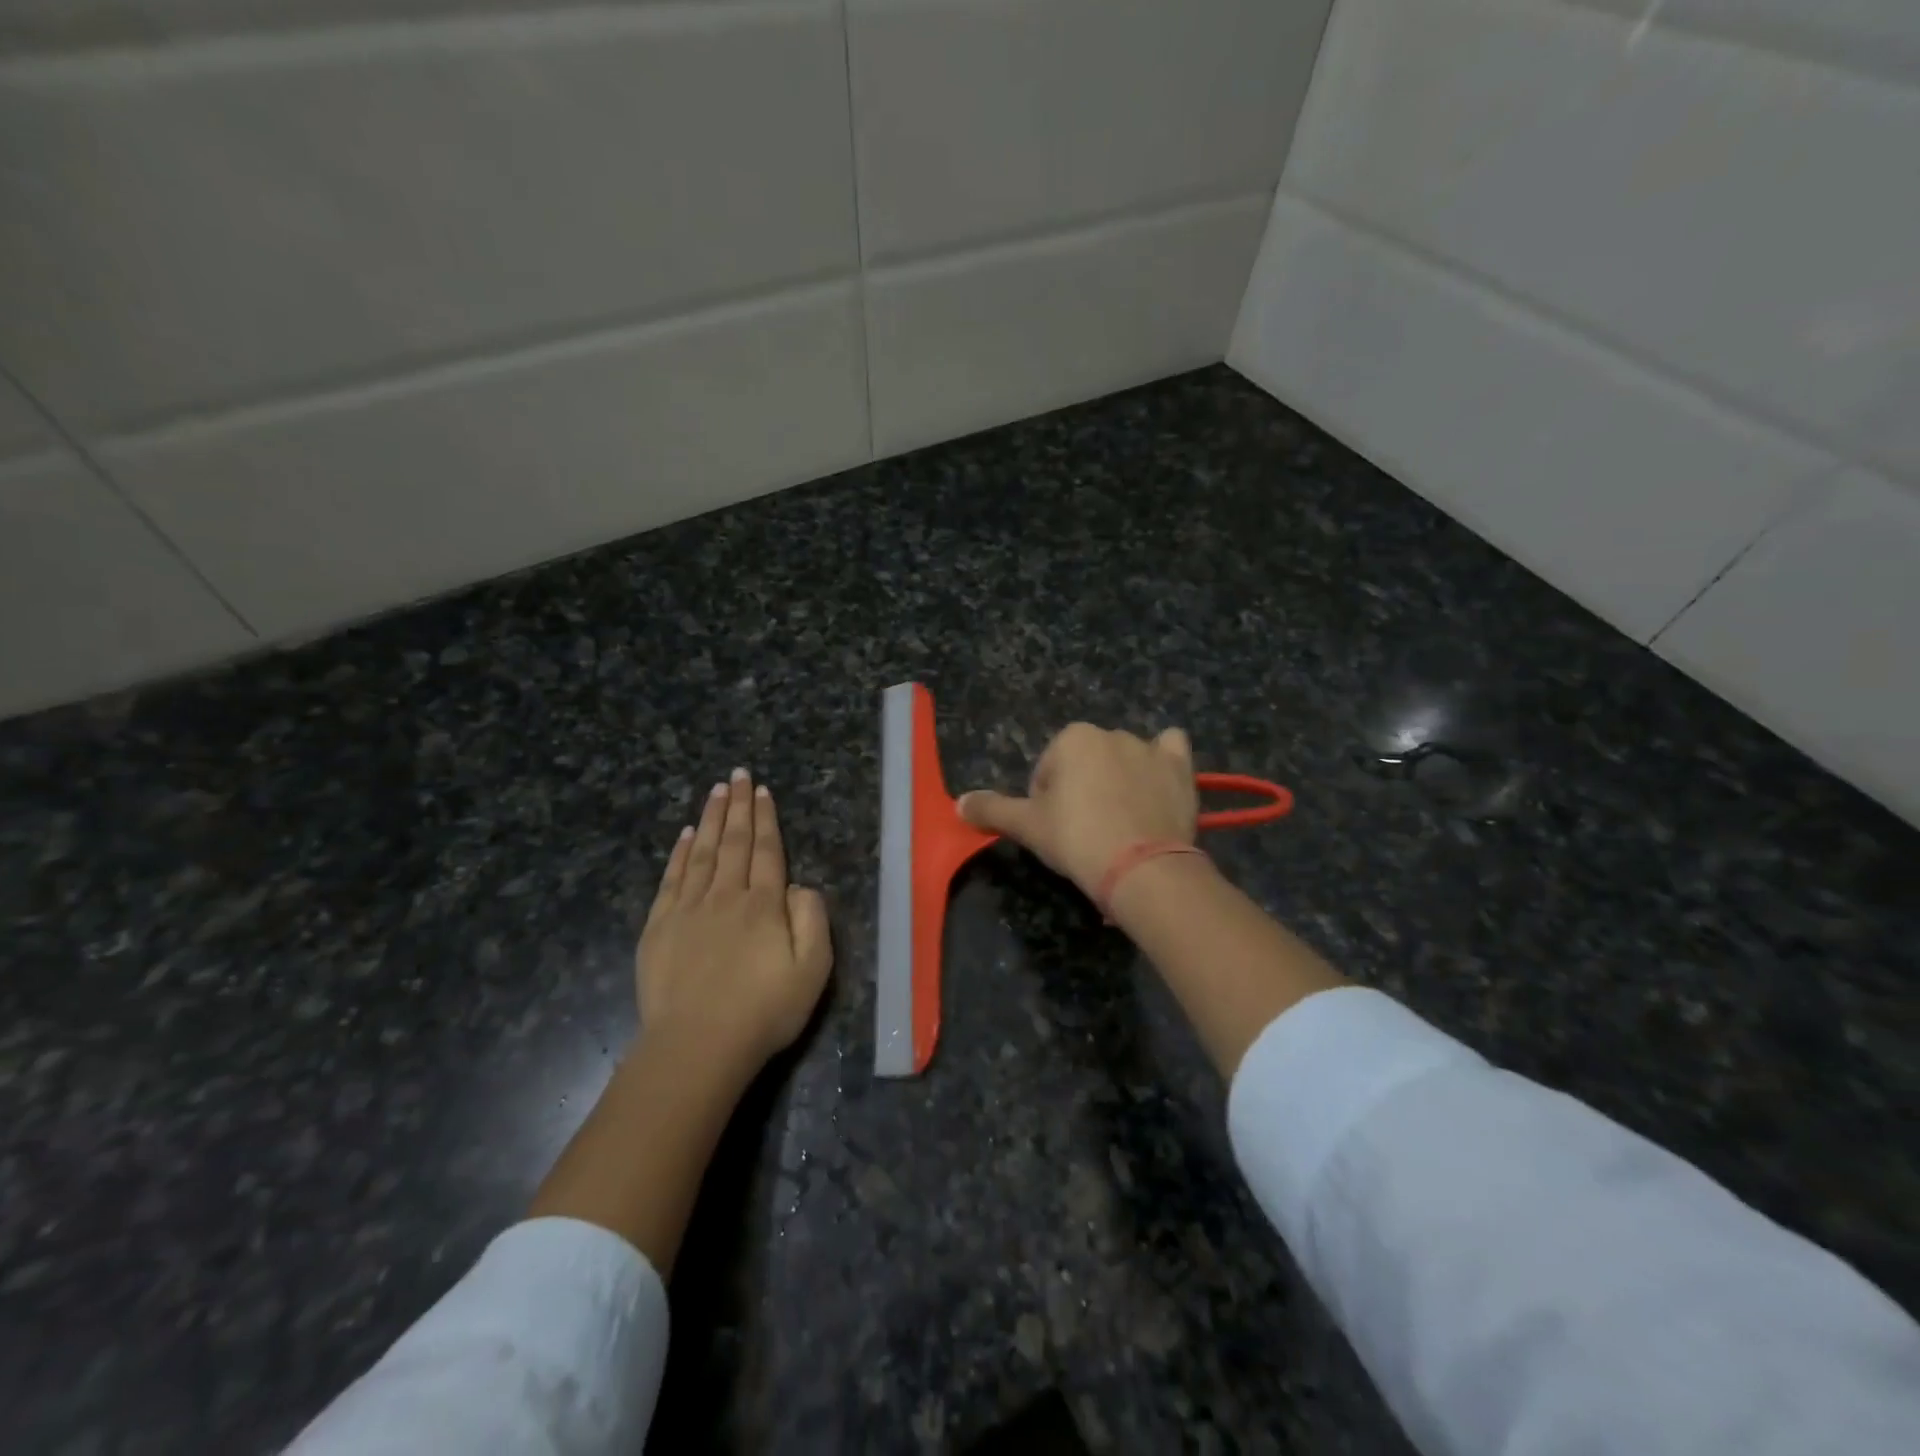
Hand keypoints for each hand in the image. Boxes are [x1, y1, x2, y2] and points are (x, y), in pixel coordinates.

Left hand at [637, 768, 832, 1074]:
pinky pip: (671, 879)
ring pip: (701, 852)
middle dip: (738, 806)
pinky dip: (678, 854)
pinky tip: (683, 835)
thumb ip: (813, 919)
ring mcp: (688, 910)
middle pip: (733, 842)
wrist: (697, 1046)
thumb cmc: (763, 1011)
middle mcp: (726, 896)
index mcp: (764, 904)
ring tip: (716, 791)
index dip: (766, 819)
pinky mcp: (659, 928)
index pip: (767, 851)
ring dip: (710, 819)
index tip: (763, 791)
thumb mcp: (813, 970)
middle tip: (739, 774)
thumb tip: (800, 886)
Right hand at [959, 723, 1198, 897]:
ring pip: (1125, 758)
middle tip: (1085, 831)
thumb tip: (959, 802)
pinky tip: (1157, 784)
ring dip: (1119, 779)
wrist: (1141, 868)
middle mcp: (1112, 733)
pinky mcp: (1181, 768)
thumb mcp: (1027, 826)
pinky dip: (1163, 761)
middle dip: (1082, 790)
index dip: (1046, 802)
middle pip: (1085, 764)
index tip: (1056, 831)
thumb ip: (992, 809)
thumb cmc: (1077, 839)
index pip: (1048, 771)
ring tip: (1121, 822)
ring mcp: (1150, 748)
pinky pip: (1171, 749)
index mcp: (1073, 738)